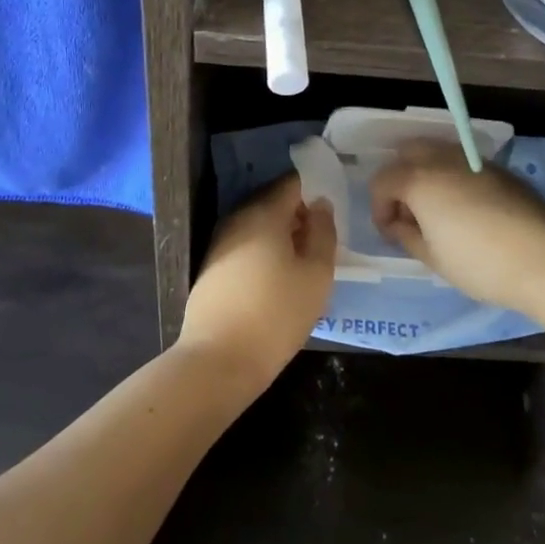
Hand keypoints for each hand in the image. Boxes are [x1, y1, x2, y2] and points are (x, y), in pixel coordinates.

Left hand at [178, 174, 335, 391]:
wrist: (219, 360)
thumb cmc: (276, 314)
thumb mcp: (316, 274)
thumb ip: (323, 232)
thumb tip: (320, 204)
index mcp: (264, 212)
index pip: (293, 183)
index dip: (315, 190)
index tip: (332, 212)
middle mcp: (238, 218)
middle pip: (275, 203)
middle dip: (300, 216)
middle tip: (323, 241)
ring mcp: (221, 242)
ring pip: (259, 226)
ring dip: (282, 237)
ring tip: (304, 264)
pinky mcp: (212, 266)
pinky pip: (246, 246)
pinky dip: (264, 253)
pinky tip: (277, 280)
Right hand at [369, 142, 544, 313]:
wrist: (544, 258)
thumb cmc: (479, 262)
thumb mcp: (433, 258)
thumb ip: (406, 235)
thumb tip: (398, 224)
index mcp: (418, 180)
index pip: (382, 181)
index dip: (379, 208)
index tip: (391, 233)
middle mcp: (442, 159)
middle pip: (407, 153)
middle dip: (400, 178)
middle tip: (410, 212)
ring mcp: (473, 160)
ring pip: (437, 152)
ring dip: (427, 173)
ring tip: (438, 208)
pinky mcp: (499, 169)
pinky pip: (464, 163)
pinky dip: (454, 177)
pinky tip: (468, 208)